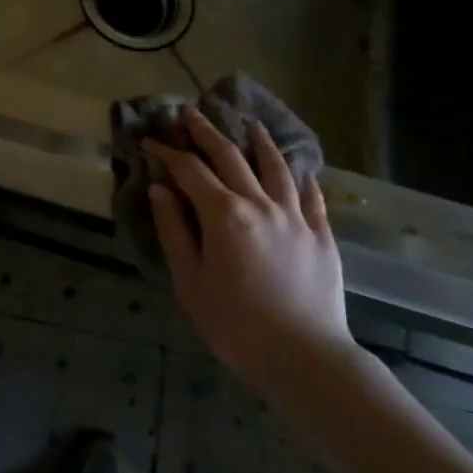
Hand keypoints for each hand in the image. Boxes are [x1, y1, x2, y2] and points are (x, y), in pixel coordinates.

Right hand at [146, 112, 355, 391]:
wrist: (305, 358)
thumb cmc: (235, 324)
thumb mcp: (190, 281)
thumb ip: (174, 230)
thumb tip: (160, 189)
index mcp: (224, 214)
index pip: (189, 171)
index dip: (167, 153)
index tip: (150, 141)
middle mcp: (260, 204)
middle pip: (230, 158)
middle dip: (207, 133)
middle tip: (191, 115)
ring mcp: (295, 217)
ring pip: (276, 167)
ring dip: (259, 142)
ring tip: (250, 124)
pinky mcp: (321, 235)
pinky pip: (312, 197)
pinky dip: (303, 178)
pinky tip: (300, 170)